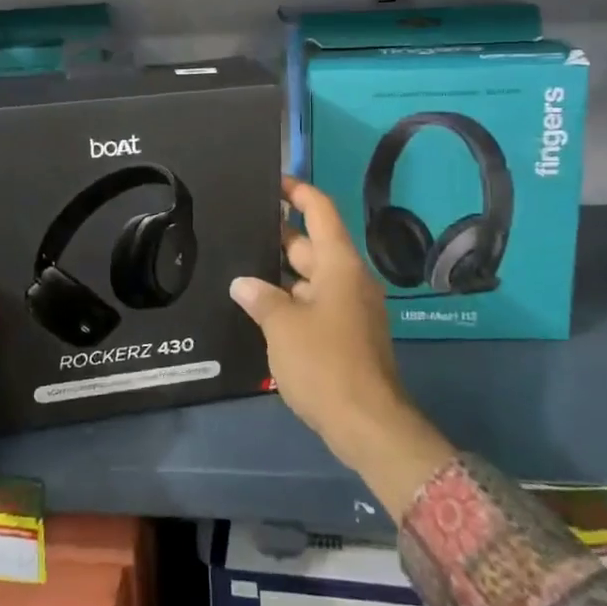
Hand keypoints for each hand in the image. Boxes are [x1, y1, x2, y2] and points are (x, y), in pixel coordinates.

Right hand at [230, 178, 454, 513]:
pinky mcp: (346, 334)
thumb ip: (260, 298)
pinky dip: (290, 299)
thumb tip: (243, 284)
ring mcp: (350, 308)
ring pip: (310, 277)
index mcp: (338, 265)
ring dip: (280, 273)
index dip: (298, 192)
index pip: (320, 212)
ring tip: (239, 265)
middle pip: (311, 244)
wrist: (367, 424)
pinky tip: (259, 306)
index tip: (272, 181)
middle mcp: (348, 279)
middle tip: (238, 227)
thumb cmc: (325, 364)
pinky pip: (314, 303)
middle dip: (277, 236)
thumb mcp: (283, 326)